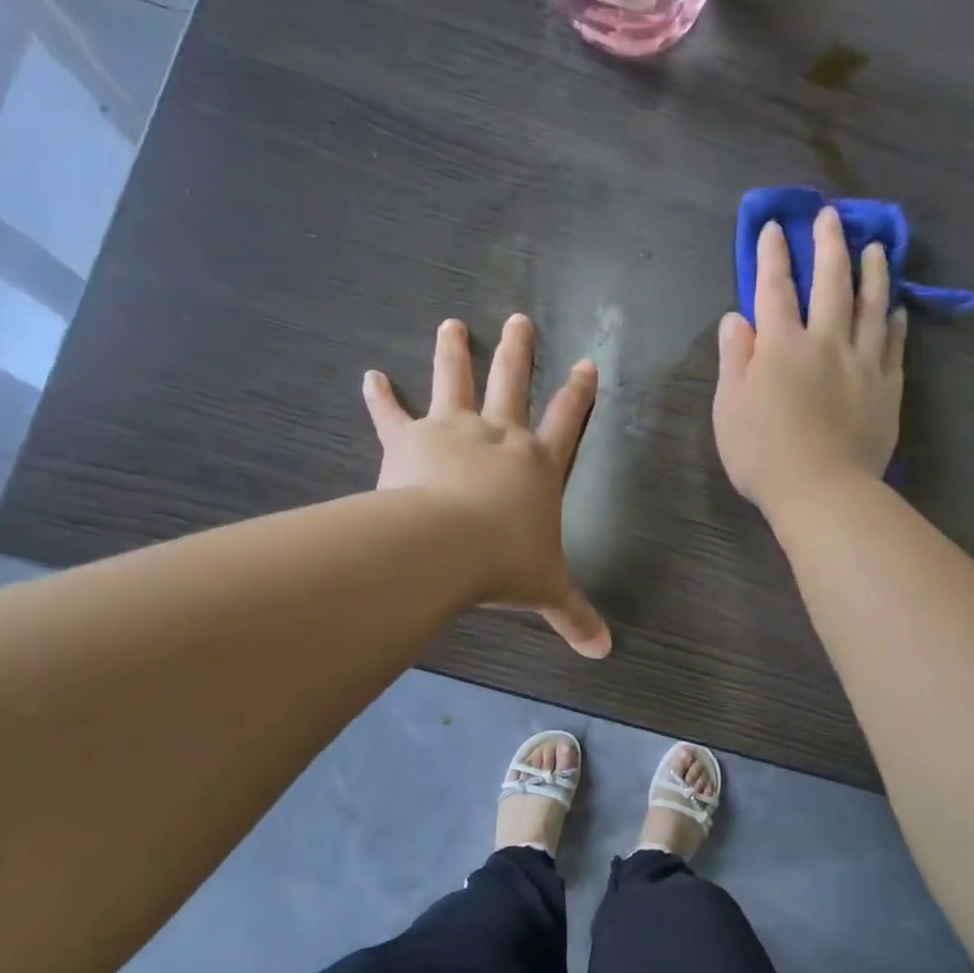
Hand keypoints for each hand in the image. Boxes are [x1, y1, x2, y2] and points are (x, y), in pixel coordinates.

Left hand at [363, 316, 611, 658]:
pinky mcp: (410, 440)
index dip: (580, 393)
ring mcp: (454, 431)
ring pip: (456, 382)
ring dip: (455, 352)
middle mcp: (499, 436)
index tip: (588, 363)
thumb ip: (574, 617)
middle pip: (512, 383)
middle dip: (518, 352)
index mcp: (538, 464)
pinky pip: (392, 415)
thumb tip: (604, 652)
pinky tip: (369, 376)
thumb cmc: (506, 562)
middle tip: (518, 319)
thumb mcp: (547, 591)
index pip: (568, 420)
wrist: (448, 546)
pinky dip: (379, 397)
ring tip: (451, 324)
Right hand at [713, 207, 906, 516]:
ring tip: (875, 247)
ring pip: (871, 305)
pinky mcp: (887, 388)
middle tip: (831, 216)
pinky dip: (894, 320)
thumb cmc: (763, 454)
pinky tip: (896, 306)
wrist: (822, 491)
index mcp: (781, 346)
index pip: (774, 288)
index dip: (773, 255)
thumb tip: (737, 317)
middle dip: (828, 245)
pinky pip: (893, 343)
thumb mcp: (730, 408)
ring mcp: (862, 363)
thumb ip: (735, 359)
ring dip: (872, 271)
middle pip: (831, 282)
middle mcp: (826, 342)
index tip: (774, 227)